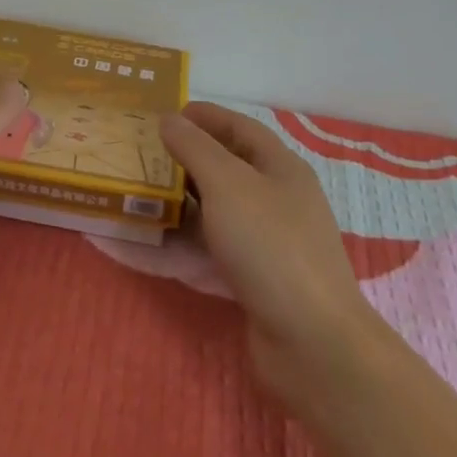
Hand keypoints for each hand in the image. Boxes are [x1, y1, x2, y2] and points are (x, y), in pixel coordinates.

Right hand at [160, 103, 378, 428]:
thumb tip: (169, 118)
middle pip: (230, 167)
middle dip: (188, 158)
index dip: (205, 116)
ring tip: (144, 196)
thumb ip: (195, 148)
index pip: (240, 127)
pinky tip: (158, 244)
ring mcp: (271, 242)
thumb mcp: (227, 184)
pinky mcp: (259, 278)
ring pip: (220, 210)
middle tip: (146, 155)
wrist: (312, 342)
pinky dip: (188, 242)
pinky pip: (216, 248)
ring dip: (184, 201)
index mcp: (280, 168)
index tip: (165, 115)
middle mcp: (279, 199)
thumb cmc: (270, 246)